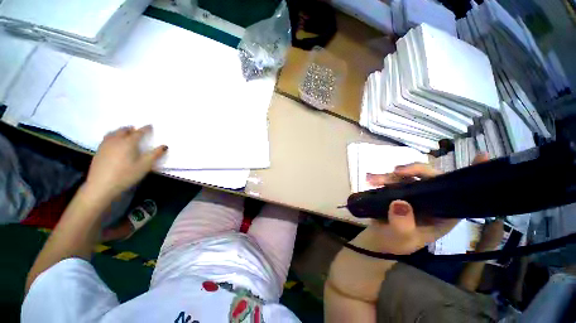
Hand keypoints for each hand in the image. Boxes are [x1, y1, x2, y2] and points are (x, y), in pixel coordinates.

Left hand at [84, 125, 166, 200]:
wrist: (101, 185)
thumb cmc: (126, 174)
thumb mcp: (144, 165)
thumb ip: (155, 154)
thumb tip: (165, 146)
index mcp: (128, 142)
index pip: (139, 132)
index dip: (145, 129)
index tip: (150, 126)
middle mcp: (116, 140)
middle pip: (124, 130)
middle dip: (131, 129)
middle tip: (136, 129)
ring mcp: (105, 145)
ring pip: (113, 133)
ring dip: (120, 131)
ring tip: (125, 133)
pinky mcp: (99, 151)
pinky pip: (107, 138)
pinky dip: (112, 136)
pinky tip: (114, 142)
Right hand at [364, 153, 489, 254]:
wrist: (378, 238)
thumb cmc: (396, 242)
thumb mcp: (401, 238)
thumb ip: (402, 224)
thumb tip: (399, 203)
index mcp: (443, 213)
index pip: (461, 195)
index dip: (471, 177)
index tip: (481, 157)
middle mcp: (432, 200)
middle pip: (431, 177)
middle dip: (415, 170)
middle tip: (397, 171)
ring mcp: (413, 193)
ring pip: (408, 175)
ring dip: (390, 174)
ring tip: (373, 180)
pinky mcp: (398, 190)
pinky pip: (393, 178)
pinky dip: (382, 177)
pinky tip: (370, 179)